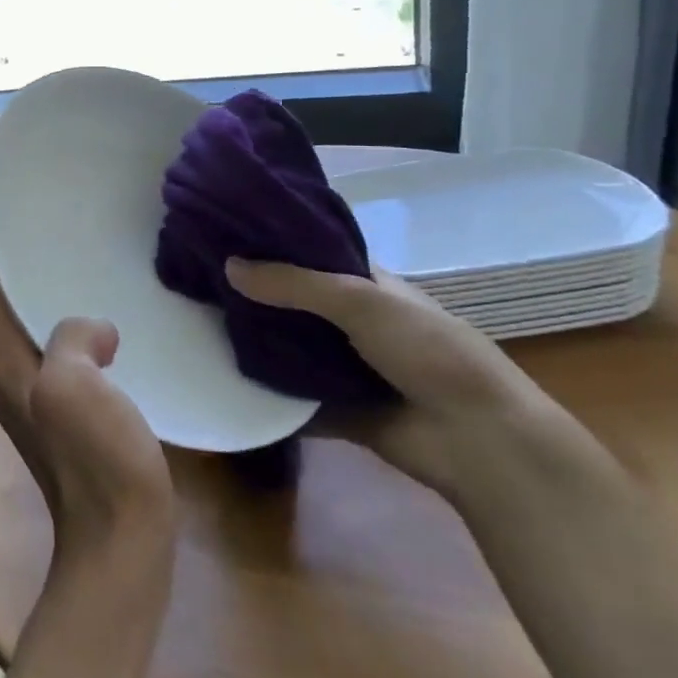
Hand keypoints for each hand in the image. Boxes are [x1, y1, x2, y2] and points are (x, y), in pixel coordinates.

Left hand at [0, 233, 174, 568]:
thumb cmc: (94, 459)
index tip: (9, 213)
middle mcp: (4, 372)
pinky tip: (103, 325)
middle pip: (0, 304)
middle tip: (52, 231)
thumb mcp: (75, 385)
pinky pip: (55, 353)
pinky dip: (68, 330)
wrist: (119, 542)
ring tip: (79, 267)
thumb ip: (72, 338)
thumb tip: (92, 328)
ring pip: (28, 328)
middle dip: (18, 268)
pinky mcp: (60, 414)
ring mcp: (31, 396)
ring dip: (44, 298)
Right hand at [225, 258, 571, 491]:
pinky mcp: (335, 408)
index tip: (221, 235)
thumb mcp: (362, 302)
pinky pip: (290, 395)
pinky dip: (262, 390)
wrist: (480, 443)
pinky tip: (217, 374)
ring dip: (253, 340)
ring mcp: (344, 367)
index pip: (312, 256)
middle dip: (252, 294)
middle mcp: (353, 322)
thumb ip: (294, 283)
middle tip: (196, 280)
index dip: (272, 245)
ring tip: (196, 322)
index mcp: (368, 287)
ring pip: (287, 346)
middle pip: (292, 302)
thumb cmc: (431, 353)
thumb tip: (228, 265)